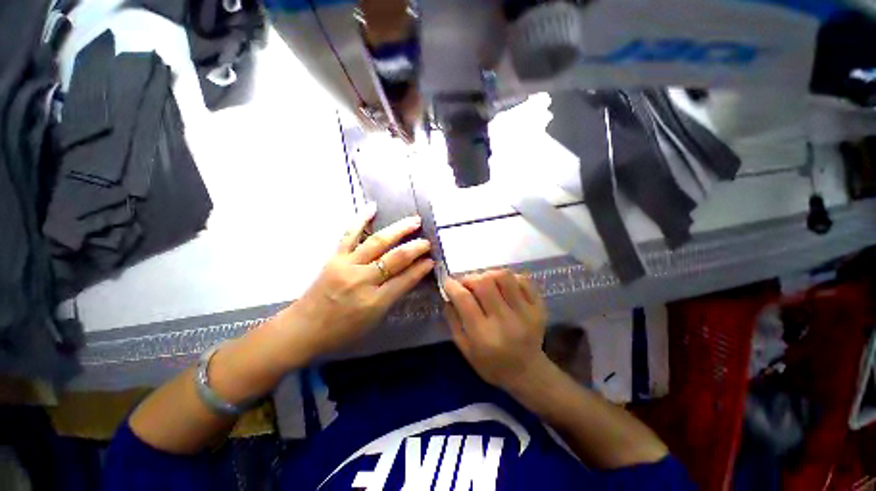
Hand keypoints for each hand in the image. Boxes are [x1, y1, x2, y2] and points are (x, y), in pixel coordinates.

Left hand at [287, 204, 434, 359]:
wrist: (303, 328)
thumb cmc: (341, 331)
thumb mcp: (373, 320)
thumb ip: (393, 296)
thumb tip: (412, 274)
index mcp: (375, 301)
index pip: (405, 280)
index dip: (421, 268)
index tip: (432, 259)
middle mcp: (363, 280)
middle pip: (395, 258)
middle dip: (415, 247)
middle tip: (428, 240)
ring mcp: (347, 265)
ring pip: (377, 242)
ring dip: (398, 230)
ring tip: (414, 221)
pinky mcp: (334, 257)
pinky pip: (349, 234)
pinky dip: (361, 219)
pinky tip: (372, 208)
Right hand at [444, 270, 548, 391]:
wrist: (528, 373)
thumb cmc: (492, 364)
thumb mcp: (465, 349)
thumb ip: (454, 321)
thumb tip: (448, 295)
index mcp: (484, 335)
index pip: (465, 299)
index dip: (453, 286)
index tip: (448, 282)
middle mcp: (505, 321)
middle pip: (484, 283)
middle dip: (469, 278)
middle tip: (466, 283)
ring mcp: (526, 312)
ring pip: (504, 277)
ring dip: (489, 274)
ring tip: (485, 282)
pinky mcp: (539, 307)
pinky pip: (523, 280)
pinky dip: (509, 278)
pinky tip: (503, 286)